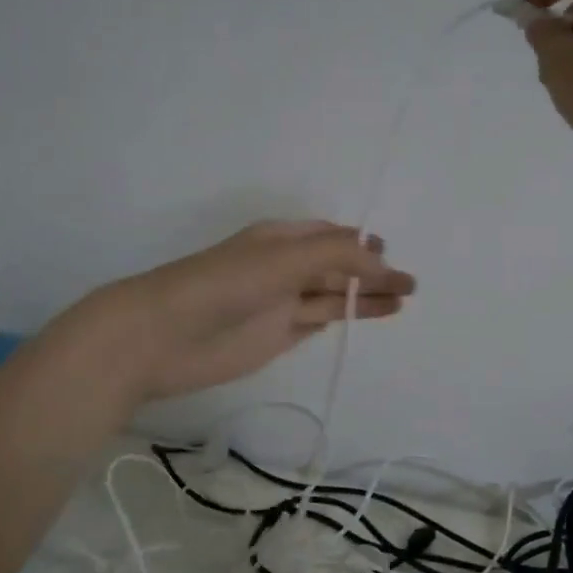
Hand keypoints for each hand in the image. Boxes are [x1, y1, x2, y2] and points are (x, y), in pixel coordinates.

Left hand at [73, 221, 415, 402]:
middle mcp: (283, 267)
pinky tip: (365, 317)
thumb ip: (337, 256)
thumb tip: (381, 260)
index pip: (331, 236)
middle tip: (410, 285)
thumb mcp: (284, 258)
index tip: (392, 256)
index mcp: (281, 239)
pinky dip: (342, 318)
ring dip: (365, 297)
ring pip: (331, 296)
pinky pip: (316, 321)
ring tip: (403, 301)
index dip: (362, 244)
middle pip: (336, 267)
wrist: (162, 337)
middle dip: (372, 272)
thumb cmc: (224, 285)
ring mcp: (280, 304)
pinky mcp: (276, 336)